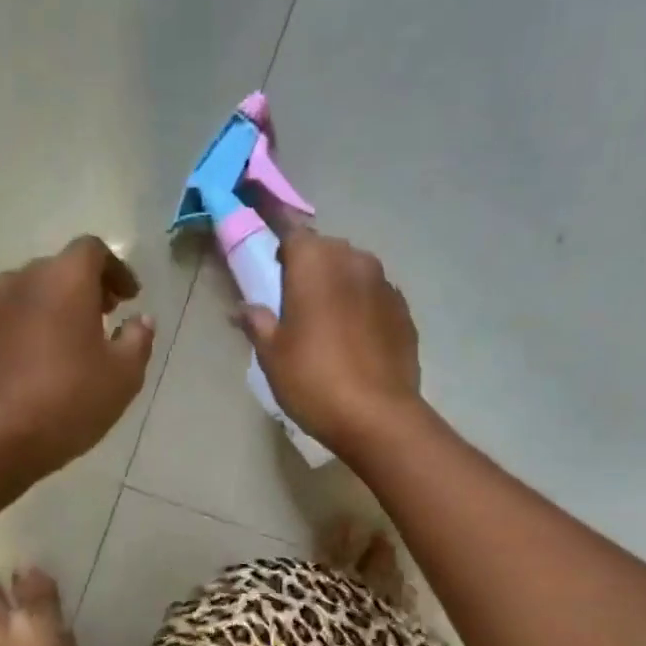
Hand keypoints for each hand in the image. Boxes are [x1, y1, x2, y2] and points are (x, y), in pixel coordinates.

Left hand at [0, 236, 154, 477]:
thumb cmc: (66, 402)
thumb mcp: (122, 378)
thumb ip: (137, 341)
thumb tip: (141, 321)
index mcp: (63, 279)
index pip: (93, 250)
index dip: (116, 269)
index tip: (129, 298)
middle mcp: (20, 281)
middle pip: (57, 271)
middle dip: (84, 290)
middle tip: (103, 320)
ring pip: (27, 298)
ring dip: (51, 312)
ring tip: (67, 349)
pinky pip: (4, 326)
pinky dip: (24, 335)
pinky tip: (33, 372)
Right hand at [235, 229, 420, 456]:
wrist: (377, 416)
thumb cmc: (312, 380)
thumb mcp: (272, 354)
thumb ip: (257, 322)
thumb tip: (242, 309)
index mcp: (315, 262)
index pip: (290, 229)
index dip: (276, 231)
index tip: (267, 238)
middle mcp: (354, 261)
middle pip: (325, 250)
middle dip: (308, 265)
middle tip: (292, 299)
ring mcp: (385, 285)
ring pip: (353, 272)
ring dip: (337, 286)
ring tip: (325, 322)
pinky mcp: (404, 312)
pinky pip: (374, 298)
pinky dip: (361, 308)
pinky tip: (353, 340)